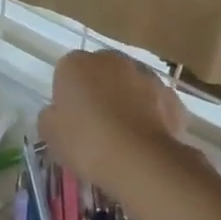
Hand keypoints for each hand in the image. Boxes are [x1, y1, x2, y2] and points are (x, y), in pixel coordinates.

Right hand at [38, 50, 184, 188]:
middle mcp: (111, 59)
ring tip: (121, 134)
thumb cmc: (85, 142)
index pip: (65, 73)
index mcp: (76, 63)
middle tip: (94, 124)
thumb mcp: (50, 134)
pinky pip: (153, 102)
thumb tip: (57, 113)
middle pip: (99, 73)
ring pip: (129, 85)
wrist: (139, 160)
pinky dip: (149, 114)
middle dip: (97, 91)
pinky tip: (142, 139)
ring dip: (125, 100)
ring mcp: (145, 74)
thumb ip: (50, 116)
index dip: (66, 96)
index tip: (69, 119)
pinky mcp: (170, 95)